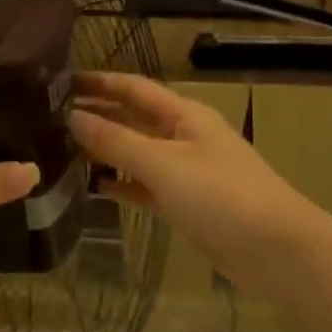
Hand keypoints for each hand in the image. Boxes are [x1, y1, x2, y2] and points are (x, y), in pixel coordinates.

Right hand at [68, 73, 326, 299]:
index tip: (63, 81)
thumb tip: (73, 117)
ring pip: (139, 153)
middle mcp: (185, 136)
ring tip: (64, 148)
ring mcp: (187, 171)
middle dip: (100, 113)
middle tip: (55, 114)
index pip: (135, 88)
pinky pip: (147, 186)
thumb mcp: (163, 163)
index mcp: (184, 115)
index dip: (101, 82)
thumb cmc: (220, 195)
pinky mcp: (187, 204)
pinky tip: (96, 187)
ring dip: (107, 149)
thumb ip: (116, 140)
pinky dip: (123, 184)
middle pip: (135, 118)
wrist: (276, 250)